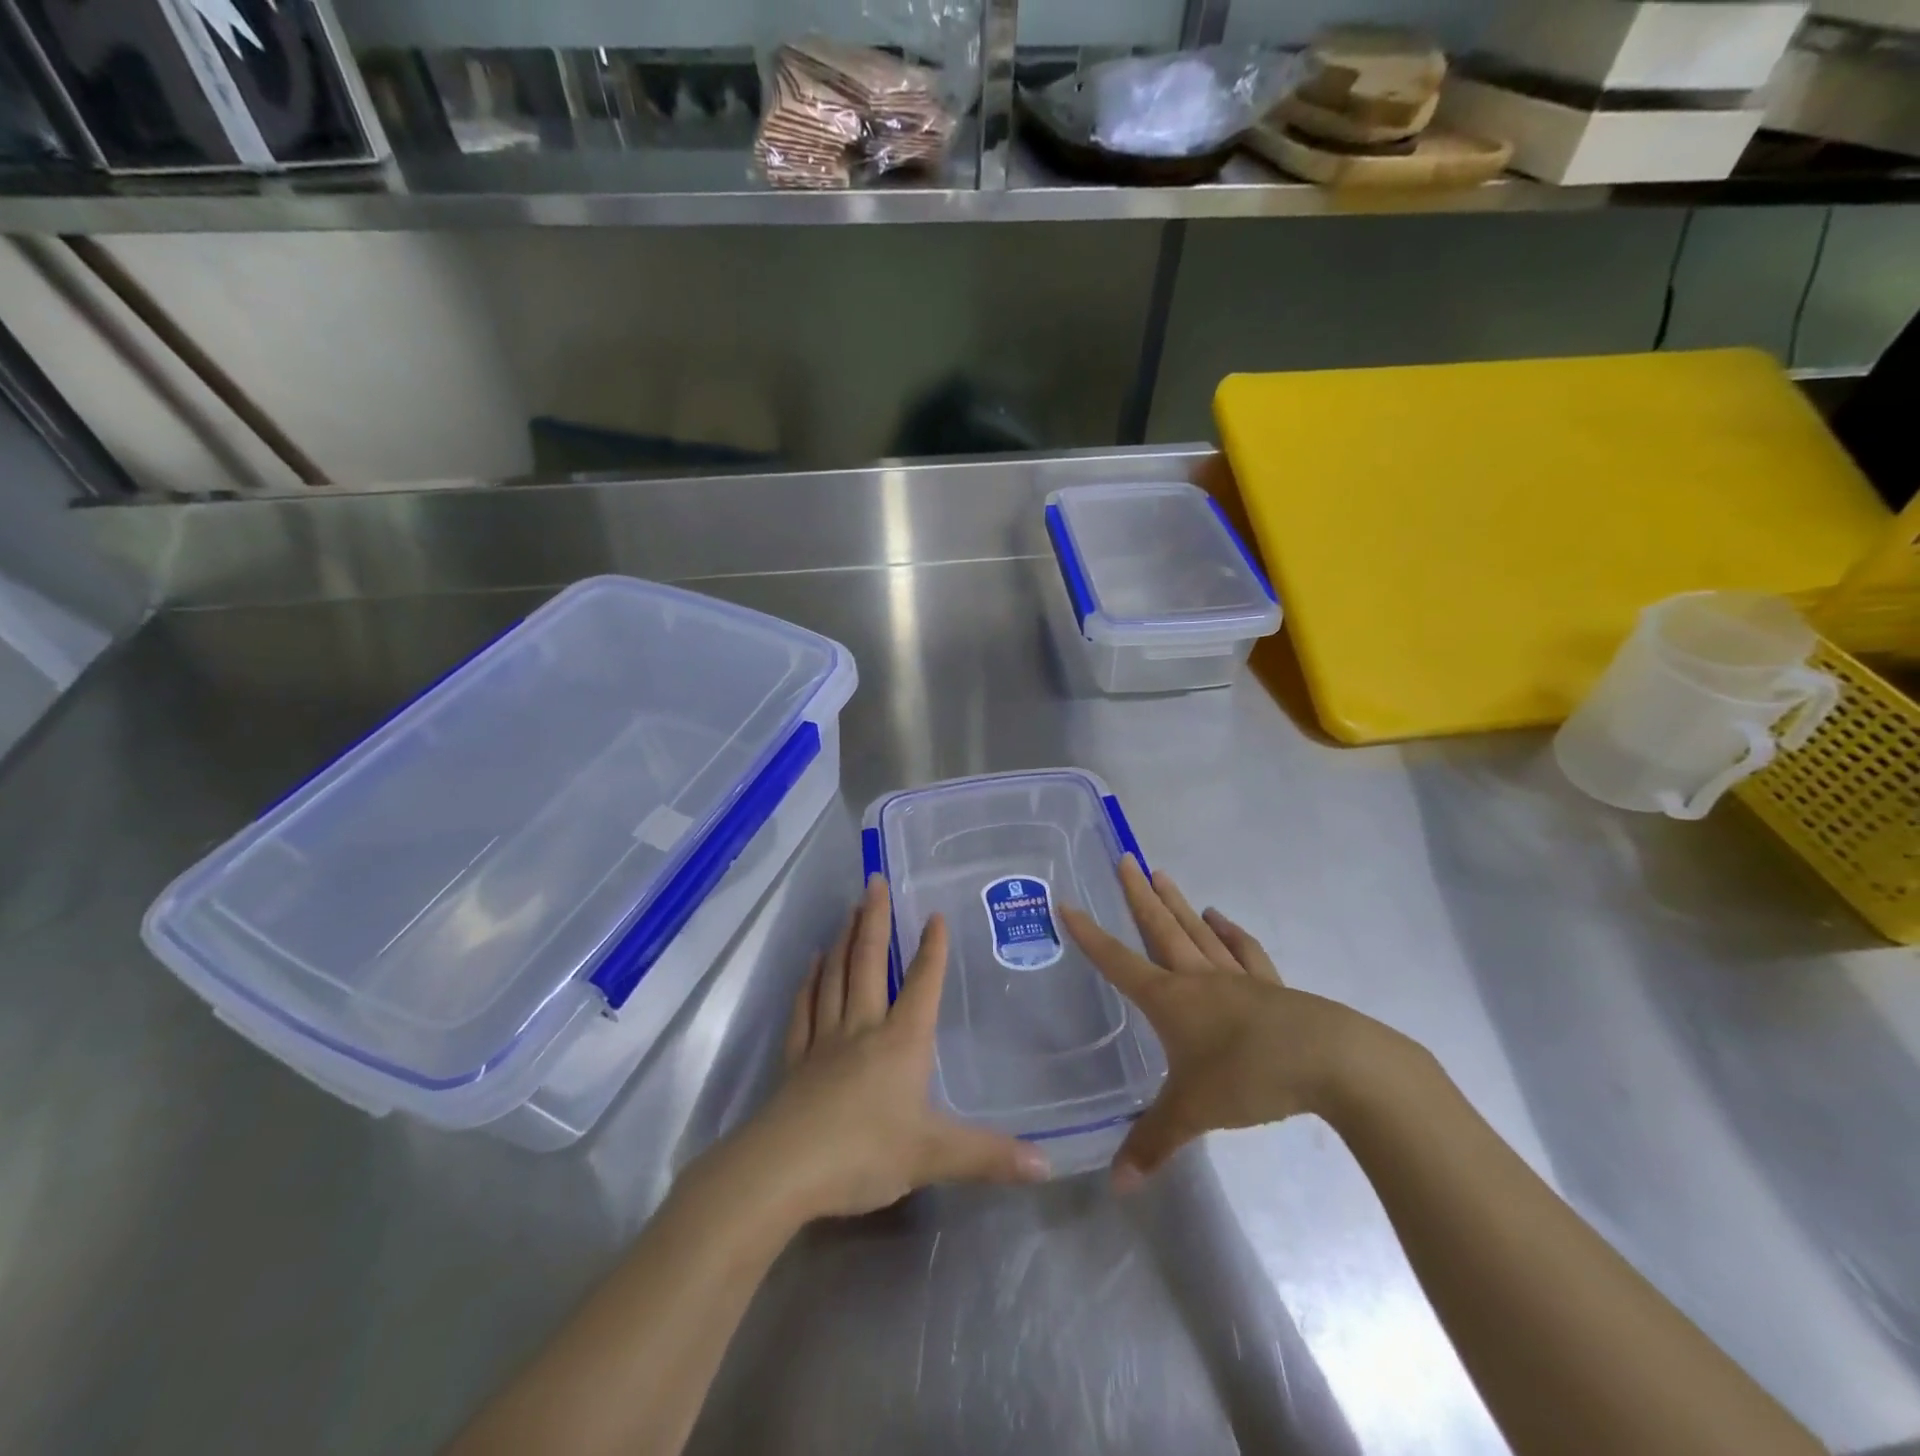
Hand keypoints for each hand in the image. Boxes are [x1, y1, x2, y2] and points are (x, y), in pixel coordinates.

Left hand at [737, 875, 1049, 1220]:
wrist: (783, 1171)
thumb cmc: (863, 1154)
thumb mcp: (933, 1156)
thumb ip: (988, 1156)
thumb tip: (1049, 1167)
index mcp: (900, 1042)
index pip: (921, 985)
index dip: (931, 950)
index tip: (934, 915)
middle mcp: (862, 1028)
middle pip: (868, 963)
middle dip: (874, 920)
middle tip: (873, 882)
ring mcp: (825, 1040)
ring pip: (834, 977)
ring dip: (842, 940)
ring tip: (847, 909)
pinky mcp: (796, 1060)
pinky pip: (804, 1009)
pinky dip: (809, 982)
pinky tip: (811, 964)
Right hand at [1060, 856, 1375, 1191]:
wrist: (1330, 1062)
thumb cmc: (1249, 1078)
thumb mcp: (1192, 1113)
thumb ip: (1153, 1143)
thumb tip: (1116, 1185)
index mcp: (1170, 1000)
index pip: (1118, 961)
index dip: (1090, 935)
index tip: (1068, 903)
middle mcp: (1198, 978)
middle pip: (1161, 928)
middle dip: (1138, 895)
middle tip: (1124, 859)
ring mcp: (1237, 978)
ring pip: (1197, 931)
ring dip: (1178, 903)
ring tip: (1162, 874)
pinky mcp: (1272, 988)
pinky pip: (1244, 951)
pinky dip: (1230, 933)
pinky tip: (1221, 919)